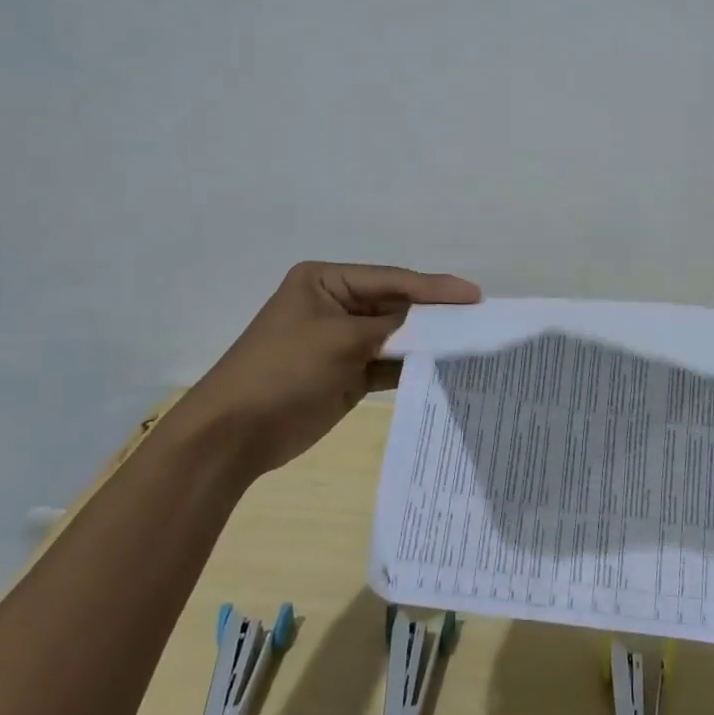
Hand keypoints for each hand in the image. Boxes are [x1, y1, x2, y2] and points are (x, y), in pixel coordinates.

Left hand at [171, 261, 480, 475]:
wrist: (233, 435)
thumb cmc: (283, 370)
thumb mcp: (340, 339)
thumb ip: (392, 328)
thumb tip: (434, 325)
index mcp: (325, 282)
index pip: (391, 280)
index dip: (434, 288)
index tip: (474, 295)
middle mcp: (336, 305)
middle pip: (396, 306)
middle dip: (434, 314)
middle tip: (480, 318)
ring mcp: (342, 342)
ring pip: (395, 337)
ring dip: (427, 342)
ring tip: (472, 342)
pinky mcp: (347, 375)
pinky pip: (388, 365)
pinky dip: (413, 367)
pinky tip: (445, 368)